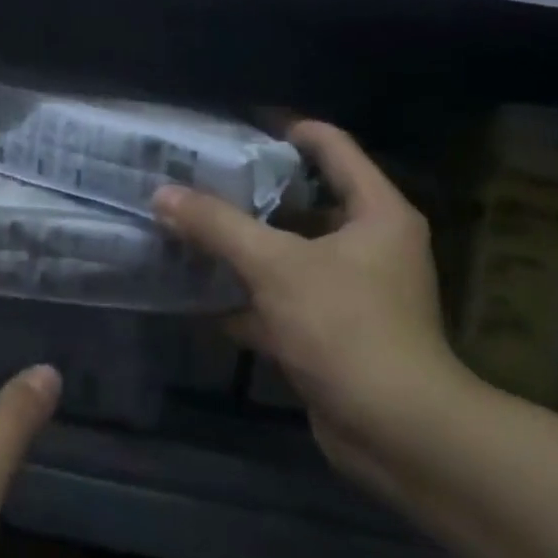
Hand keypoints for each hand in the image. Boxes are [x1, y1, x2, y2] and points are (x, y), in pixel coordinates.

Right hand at [153, 121, 471, 484]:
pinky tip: (200, 295)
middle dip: (252, 192)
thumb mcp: (275, 266)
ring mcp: (351, 291)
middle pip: (306, 201)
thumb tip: (162, 194)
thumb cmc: (345, 327)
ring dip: (244, 246)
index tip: (237, 126)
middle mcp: (370, 245)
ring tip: (191, 225)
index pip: (333, 148)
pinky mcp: (332, 332)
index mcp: (375, 212)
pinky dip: (246, 298)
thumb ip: (217, 226)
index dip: (289, 130)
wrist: (395, 430)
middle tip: (200, 177)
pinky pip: (282, 299)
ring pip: (289, 253)